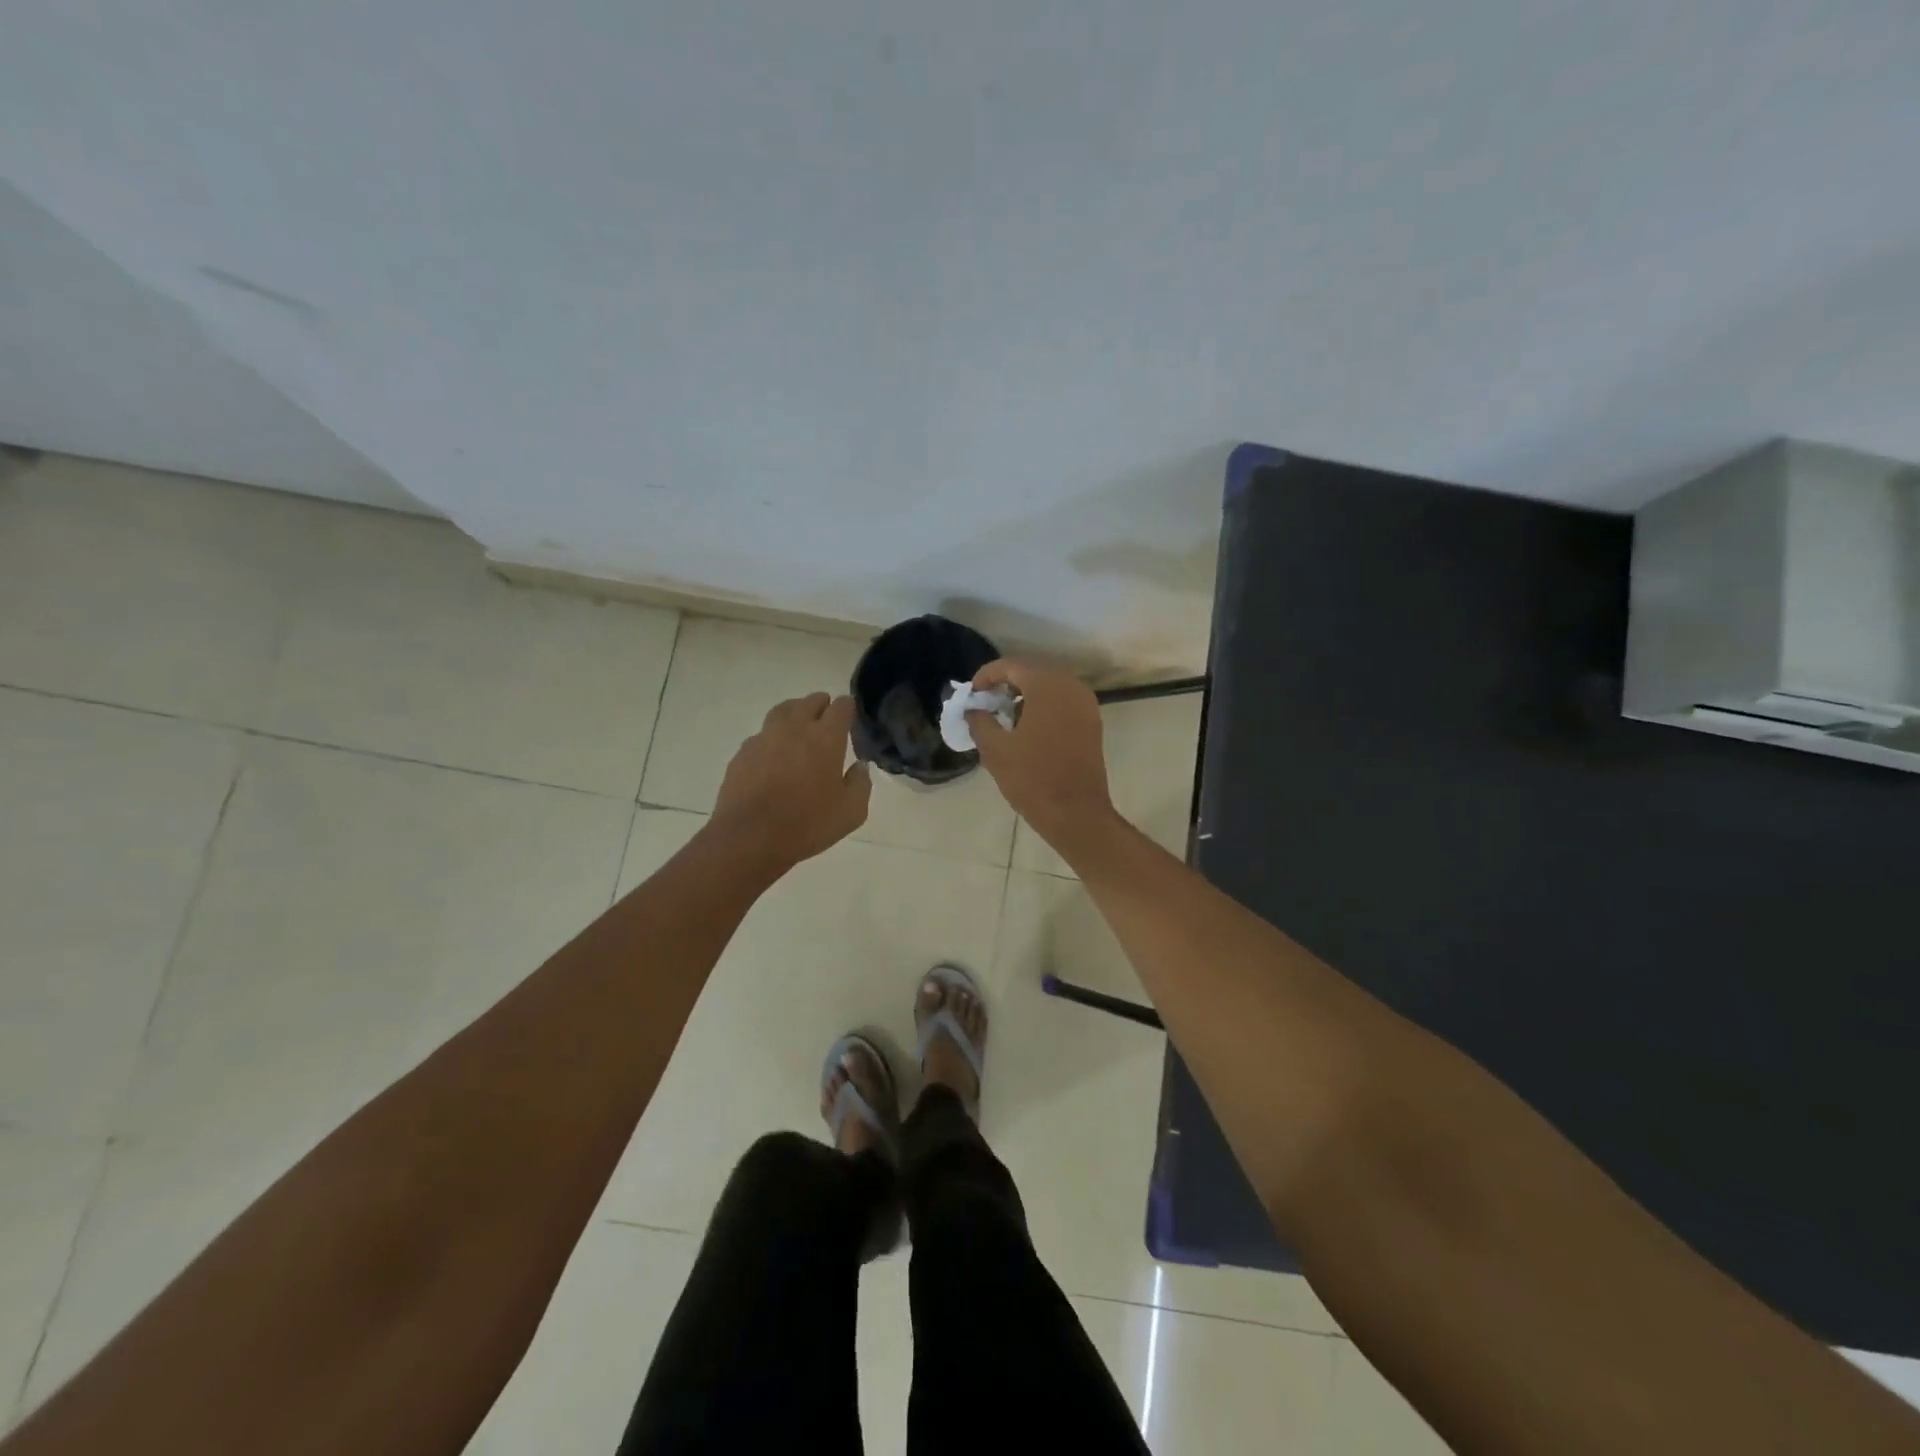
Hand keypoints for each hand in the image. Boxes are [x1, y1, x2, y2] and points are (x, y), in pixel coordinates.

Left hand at [711, 693, 870, 871]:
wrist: (750, 837)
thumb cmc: (807, 824)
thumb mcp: (851, 812)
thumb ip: (860, 784)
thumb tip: (859, 767)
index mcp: (826, 738)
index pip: (841, 707)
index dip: (847, 708)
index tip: (850, 716)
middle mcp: (795, 728)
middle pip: (810, 701)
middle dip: (822, 705)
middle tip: (827, 717)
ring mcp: (765, 738)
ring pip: (783, 711)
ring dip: (795, 712)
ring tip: (799, 725)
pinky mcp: (743, 752)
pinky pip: (762, 735)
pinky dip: (772, 738)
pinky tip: (774, 755)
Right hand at [965, 660, 1116, 848]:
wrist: (1076, 813)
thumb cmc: (1032, 779)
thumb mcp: (995, 750)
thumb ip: (980, 721)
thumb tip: (974, 709)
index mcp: (1047, 686)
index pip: (1011, 666)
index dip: (987, 675)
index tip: (972, 693)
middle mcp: (1070, 686)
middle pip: (1032, 671)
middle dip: (1007, 683)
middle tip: (986, 702)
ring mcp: (1086, 703)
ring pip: (1050, 686)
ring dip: (1026, 695)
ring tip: (1005, 716)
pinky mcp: (1092, 721)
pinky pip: (1063, 701)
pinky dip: (1043, 706)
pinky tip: (1028, 728)